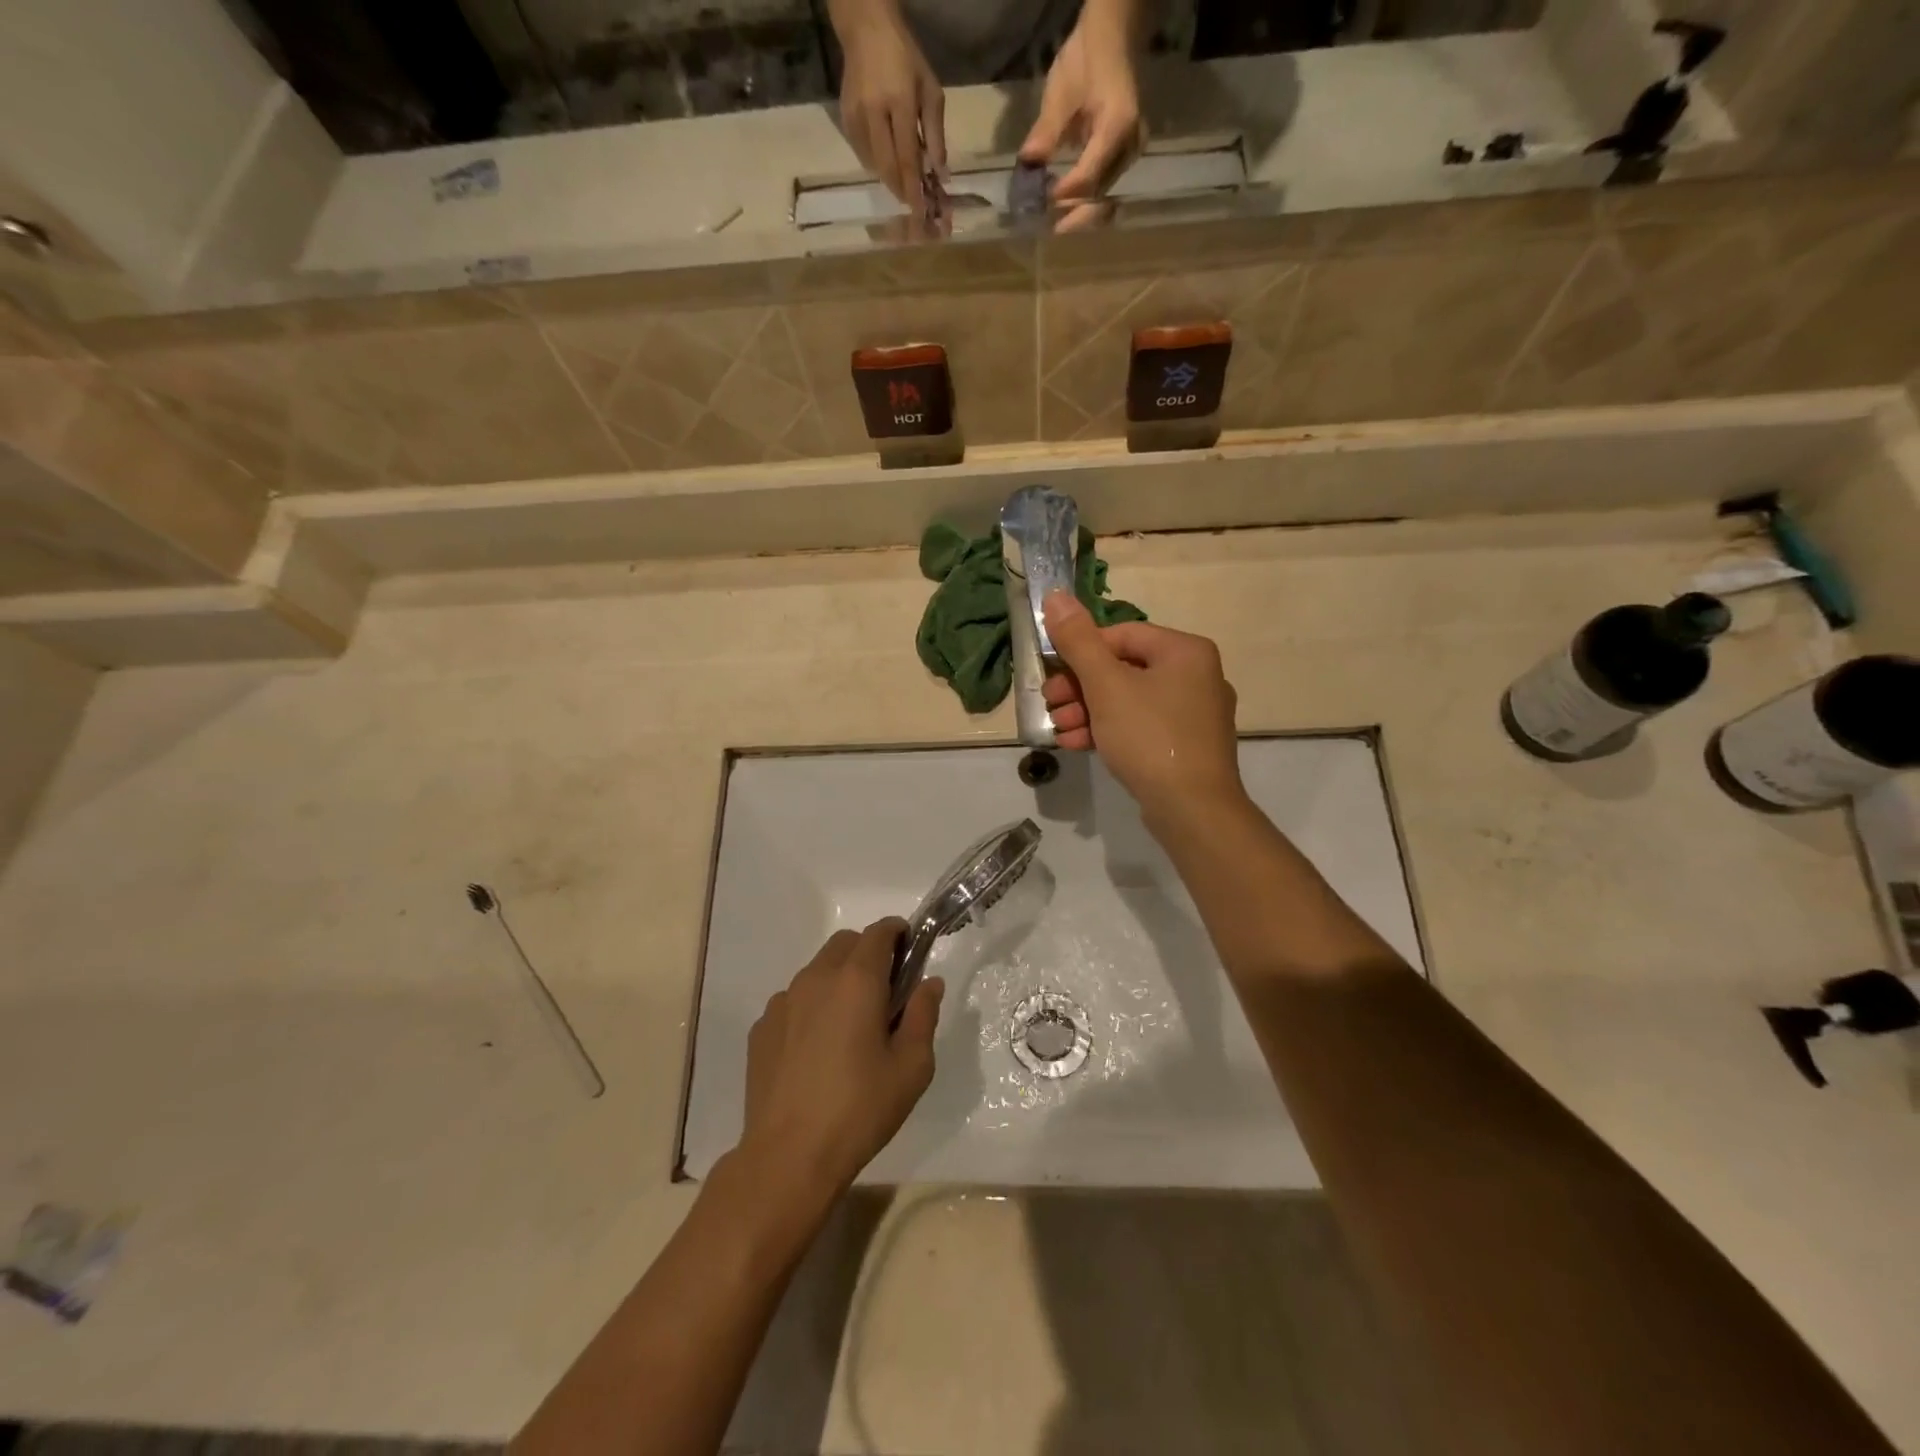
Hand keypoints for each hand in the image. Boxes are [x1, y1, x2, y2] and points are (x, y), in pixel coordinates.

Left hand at [737, 919, 943, 1202]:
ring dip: (839, 979)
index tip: (910, 950)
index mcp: (857, 980)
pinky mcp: (762, 1027)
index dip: (898, 933)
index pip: (880, 932)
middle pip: (846, 943)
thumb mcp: (912, 1067)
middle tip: (885, 991)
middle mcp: (817, 978)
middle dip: (869, 952)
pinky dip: (812, 1007)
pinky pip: (794, 1000)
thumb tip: (929, 983)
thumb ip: (924, 1015)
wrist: (788, 1156)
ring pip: (817, 969)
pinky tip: (817, 1049)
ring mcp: (783, 1001)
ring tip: (850, 1025)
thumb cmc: (860, 1109)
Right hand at [834, 0, 944, 217]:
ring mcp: (857, 117)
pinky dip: (878, 167)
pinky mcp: (846, 120)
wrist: (866, 29)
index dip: (914, 190)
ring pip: (875, 166)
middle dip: (902, 192)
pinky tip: (888, 164)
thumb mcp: (930, 90)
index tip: (920, 212)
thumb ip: (936, 134)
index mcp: (900, 102)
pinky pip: (863, 156)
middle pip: (888, 168)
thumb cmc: (906, 58)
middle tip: (913, 205)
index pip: (907, 158)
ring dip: (891, 181)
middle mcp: (874, 113)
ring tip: (904, 186)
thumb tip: (941, 174)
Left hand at [1019, 13, 1143, 204]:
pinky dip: (1084, 202)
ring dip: (1078, 213)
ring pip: (1103, 198)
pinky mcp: (1124, 158)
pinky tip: (1065, 206)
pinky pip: (1105, 189)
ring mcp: (1130, 154)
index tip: (1040, 204)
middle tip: (1047, 228)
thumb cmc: (1086, 60)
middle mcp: (1129, 147)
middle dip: (1072, 216)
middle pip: (1099, 196)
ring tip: (1053, 221)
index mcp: (1117, 127)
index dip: (1063, 195)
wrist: (1112, 39)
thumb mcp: (1061, 92)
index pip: (1088, 177)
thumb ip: (1046, 132)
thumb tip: (1026, 166)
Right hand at [1041, 591, 1244, 824]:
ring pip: (1130, 700)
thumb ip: (1078, 641)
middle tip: (1050, 704)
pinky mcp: (1187, 744)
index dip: (1082, 651)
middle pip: (1124, 668)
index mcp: (1185, 651)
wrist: (1193, 809)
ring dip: (1088, 711)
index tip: (1054, 674)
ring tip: (1059, 728)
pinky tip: (1078, 744)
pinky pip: (1142, 725)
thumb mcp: (1106, 685)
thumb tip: (1055, 596)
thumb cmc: (1150, 737)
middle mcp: (1197, 675)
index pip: (1122, 634)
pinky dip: (1110, 730)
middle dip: (1080, 687)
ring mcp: (1195, 713)